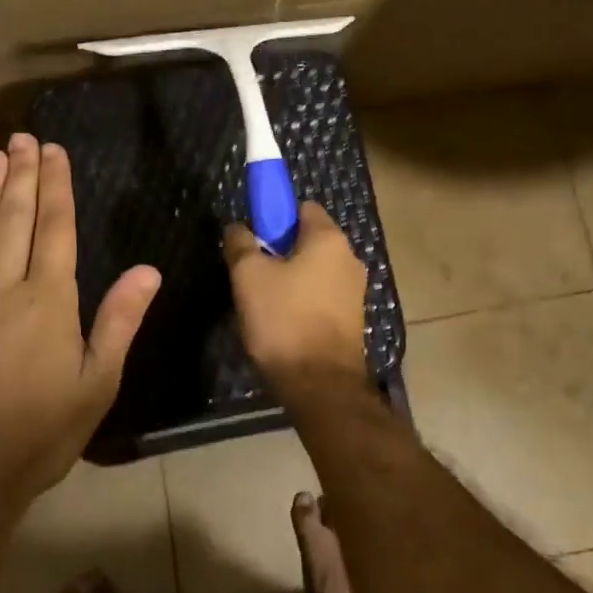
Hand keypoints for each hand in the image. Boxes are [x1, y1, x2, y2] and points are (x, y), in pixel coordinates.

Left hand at [0, 133, 160, 520]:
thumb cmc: (36, 434)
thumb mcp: (95, 385)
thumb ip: (119, 322)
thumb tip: (148, 270)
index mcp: (48, 301)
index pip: (55, 228)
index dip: (56, 186)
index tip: (53, 150)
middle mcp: (4, 289)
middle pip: (15, 220)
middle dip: (21, 175)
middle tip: (20, 137)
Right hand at [222, 202, 368, 396]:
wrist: (320, 385)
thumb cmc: (284, 319)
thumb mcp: (248, 275)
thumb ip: (240, 243)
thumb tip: (237, 228)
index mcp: (328, 239)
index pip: (302, 207)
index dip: (274, 218)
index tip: (254, 239)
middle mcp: (349, 258)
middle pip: (308, 240)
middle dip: (279, 251)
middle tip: (252, 273)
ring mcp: (354, 290)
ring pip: (314, 270)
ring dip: (290, 279)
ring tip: (263, 303)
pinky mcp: (352, 319)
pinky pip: (321, 296)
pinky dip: (302, 302)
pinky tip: (282, 323)